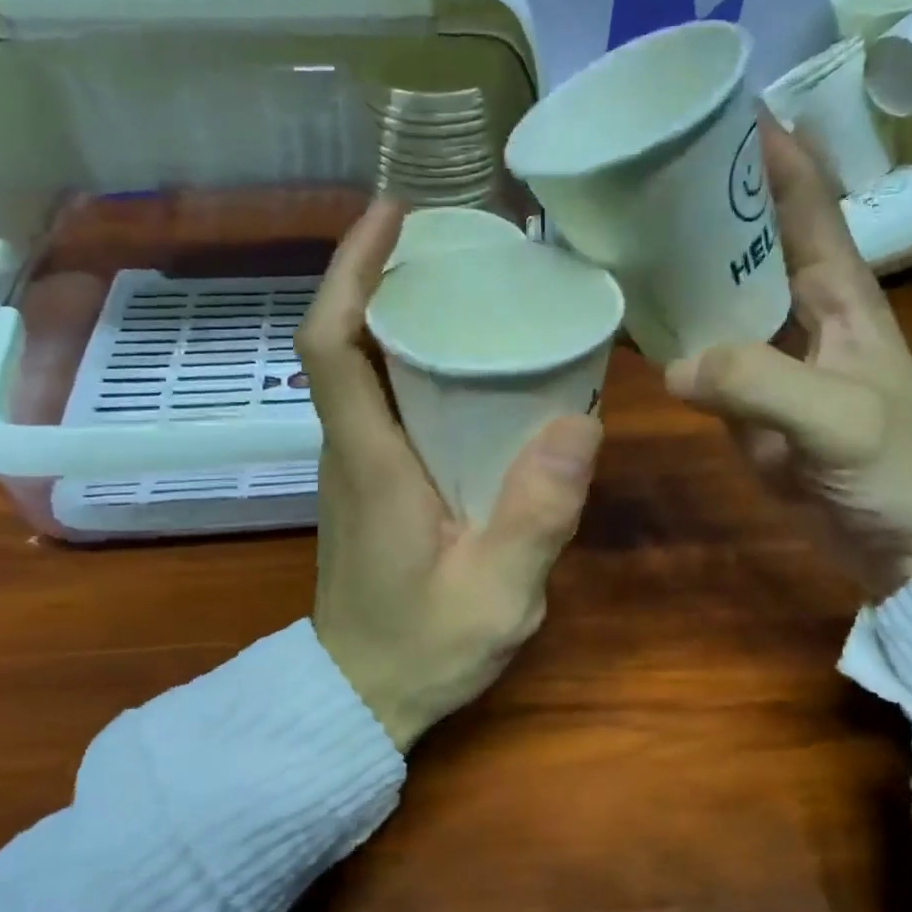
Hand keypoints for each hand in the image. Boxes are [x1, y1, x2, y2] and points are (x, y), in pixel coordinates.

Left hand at [297, 199, 603, 750]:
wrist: (358, 698)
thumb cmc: (420, 651)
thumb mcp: (495, 595)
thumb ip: (536, 516)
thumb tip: (581, 422)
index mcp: (370, 460)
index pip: (330, 343)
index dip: (352, 269)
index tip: (393, 214)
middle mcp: (349, 446)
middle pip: (344, 338)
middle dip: (383, 274)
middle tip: (454, 240)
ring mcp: (354, 463)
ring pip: (361, 365)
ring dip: (397, 312)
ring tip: (466, 283)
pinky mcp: (369, 480)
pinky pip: (380, 397)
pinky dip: (409, 358)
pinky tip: (466, 361)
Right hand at [666, 112, 911, 597]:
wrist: (900, 546)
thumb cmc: (893, 471)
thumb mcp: (837, 421)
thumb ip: (758, 384)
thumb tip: (673, 366)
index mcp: (840, 293)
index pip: (806, 202)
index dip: (771, 152)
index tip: (721, 110)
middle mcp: (800, 310)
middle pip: (750, 238)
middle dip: (707, 201)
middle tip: (642, 172)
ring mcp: (769, 355)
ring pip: (719, 293)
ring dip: (680, 265)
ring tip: (621, 233)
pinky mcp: (745, 396)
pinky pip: (700, 351)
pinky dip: (669, 333)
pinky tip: (629, 317)